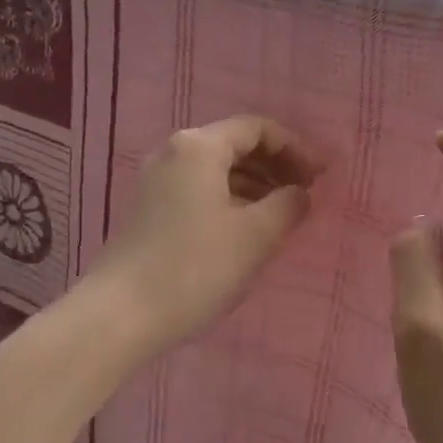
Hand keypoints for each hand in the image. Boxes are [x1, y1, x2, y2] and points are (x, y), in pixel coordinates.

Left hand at [91, 115, 322, 353]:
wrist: (121, 313)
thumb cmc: (195, 267)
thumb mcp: (255, 235)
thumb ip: (288, 205)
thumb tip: (299, 193)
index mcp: (199, 147)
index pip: (257, 128)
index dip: (295, 148)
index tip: (321, 176)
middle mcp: (173, 152)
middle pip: (235, 145)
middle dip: (275, 165)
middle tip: (306, 192)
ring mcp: (155, 181)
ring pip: (216, 170)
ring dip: (254, 184)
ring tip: (282, 213)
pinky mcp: (148, 209)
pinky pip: (199, 189)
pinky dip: (230, 199)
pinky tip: (246, 228)